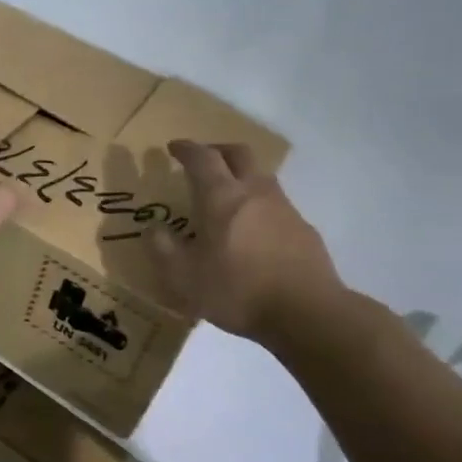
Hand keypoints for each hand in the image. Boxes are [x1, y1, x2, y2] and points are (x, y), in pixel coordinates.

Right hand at [149, 140, 350, 349]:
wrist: (307, 313)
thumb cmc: (237, 290)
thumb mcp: (184, 277)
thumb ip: (163, 249)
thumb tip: (153, 228)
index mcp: (221, 197)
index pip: (202, 157)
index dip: (186, 148)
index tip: (174, 147)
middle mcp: (254, 192)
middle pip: (238, 154)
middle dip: (218, 150)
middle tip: (203, 160)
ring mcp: (284, 208)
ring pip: (261, 176)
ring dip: (242, 176)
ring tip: (228, 196)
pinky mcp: (304, 230)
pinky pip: (277, 204)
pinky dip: (260, 205)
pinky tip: (254, 231)